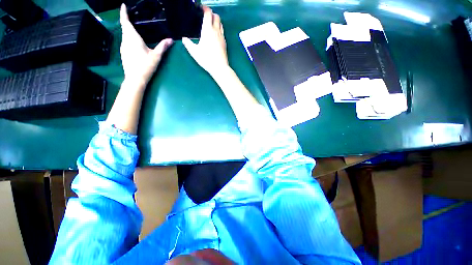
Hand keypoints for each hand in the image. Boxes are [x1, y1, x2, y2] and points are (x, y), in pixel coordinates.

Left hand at [120, 4, 172, 85]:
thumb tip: (170, 39)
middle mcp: (125, 40)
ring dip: (128, 31)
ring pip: (125, 35)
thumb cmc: (145, 66)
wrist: (135, 79)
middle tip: (132, 17)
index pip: (126, 22)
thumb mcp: (156, 56)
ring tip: (135, 29)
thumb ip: (163, 46)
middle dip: (127, 21)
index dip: (124, 13)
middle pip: (125, 28)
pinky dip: (129, 39)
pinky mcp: (124, 53)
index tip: (123, 5)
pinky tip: (135, 43)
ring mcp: (123, 47)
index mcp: (132, 38)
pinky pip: (125, 42)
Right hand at [182, 6, 228, 76]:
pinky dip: (219, 29)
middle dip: (211, 13)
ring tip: (210, 25)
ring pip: (221, 23)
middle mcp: (216, 31)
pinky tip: (215, 35)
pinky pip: (222, 31)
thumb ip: (188, 44)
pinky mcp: (225, 43)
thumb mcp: (194, 52)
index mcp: (208, 30)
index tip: (201, 8)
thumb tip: (184, 39)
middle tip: (205, 16)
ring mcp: (222, 37)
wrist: (220, 68)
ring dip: (216, 21)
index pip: (208, 13)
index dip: (205, 8)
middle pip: (216, 16)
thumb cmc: (206, 59)